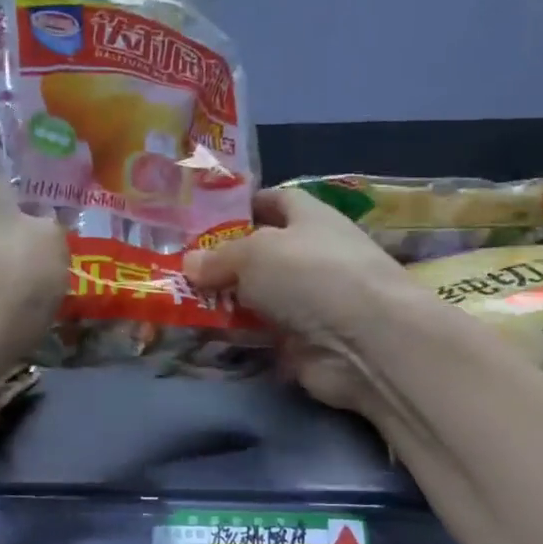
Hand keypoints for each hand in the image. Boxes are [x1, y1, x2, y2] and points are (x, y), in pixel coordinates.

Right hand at [184, 187, 416, 410]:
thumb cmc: (312, 275)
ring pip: (257, 297)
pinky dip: (236, 338)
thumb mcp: (254, 253)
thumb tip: (189, 263)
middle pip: (261, 253)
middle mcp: (312, 256)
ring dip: (225, 303)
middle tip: (177, 267)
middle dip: (223, 261)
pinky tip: (201, 338)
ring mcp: (309, 302)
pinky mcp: (302, 343)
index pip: (276, 201)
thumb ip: (218, 257)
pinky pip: (260, 335)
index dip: (243, 206)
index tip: (203, 218)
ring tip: (178, 304)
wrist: (364, 343)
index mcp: (310, 218)